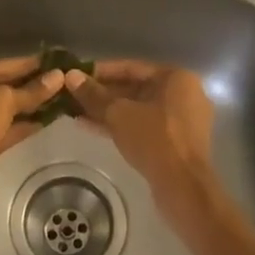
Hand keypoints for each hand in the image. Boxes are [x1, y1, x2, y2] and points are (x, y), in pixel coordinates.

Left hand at [0, 56, 64, 221]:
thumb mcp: (1, 102)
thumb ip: (30, 90)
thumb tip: (58, 77)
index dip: (25, 64)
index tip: (52, 59)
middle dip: (28, 85)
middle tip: (59, 77)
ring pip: (2, 111)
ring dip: (28, 106)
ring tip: (59, 96)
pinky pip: (3, 130)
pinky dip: (22, 125)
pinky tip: (47, 119)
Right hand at [63, 61, 217, 230]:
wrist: (184, 187)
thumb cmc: (154, 139)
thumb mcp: (119, 114)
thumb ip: (94, 95)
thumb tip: (70, 76)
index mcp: (176, 78)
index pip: (132, 67)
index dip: (100, 71)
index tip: (76, 75)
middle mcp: (183, 94)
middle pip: (135, 88)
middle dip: (103, 94)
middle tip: (73, 95)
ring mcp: (182, 120)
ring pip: (138, 109)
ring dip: (108, 111)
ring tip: (75, 112)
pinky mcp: (176, 143)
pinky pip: (144, 126)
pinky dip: (121, 125)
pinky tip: (91, 127)